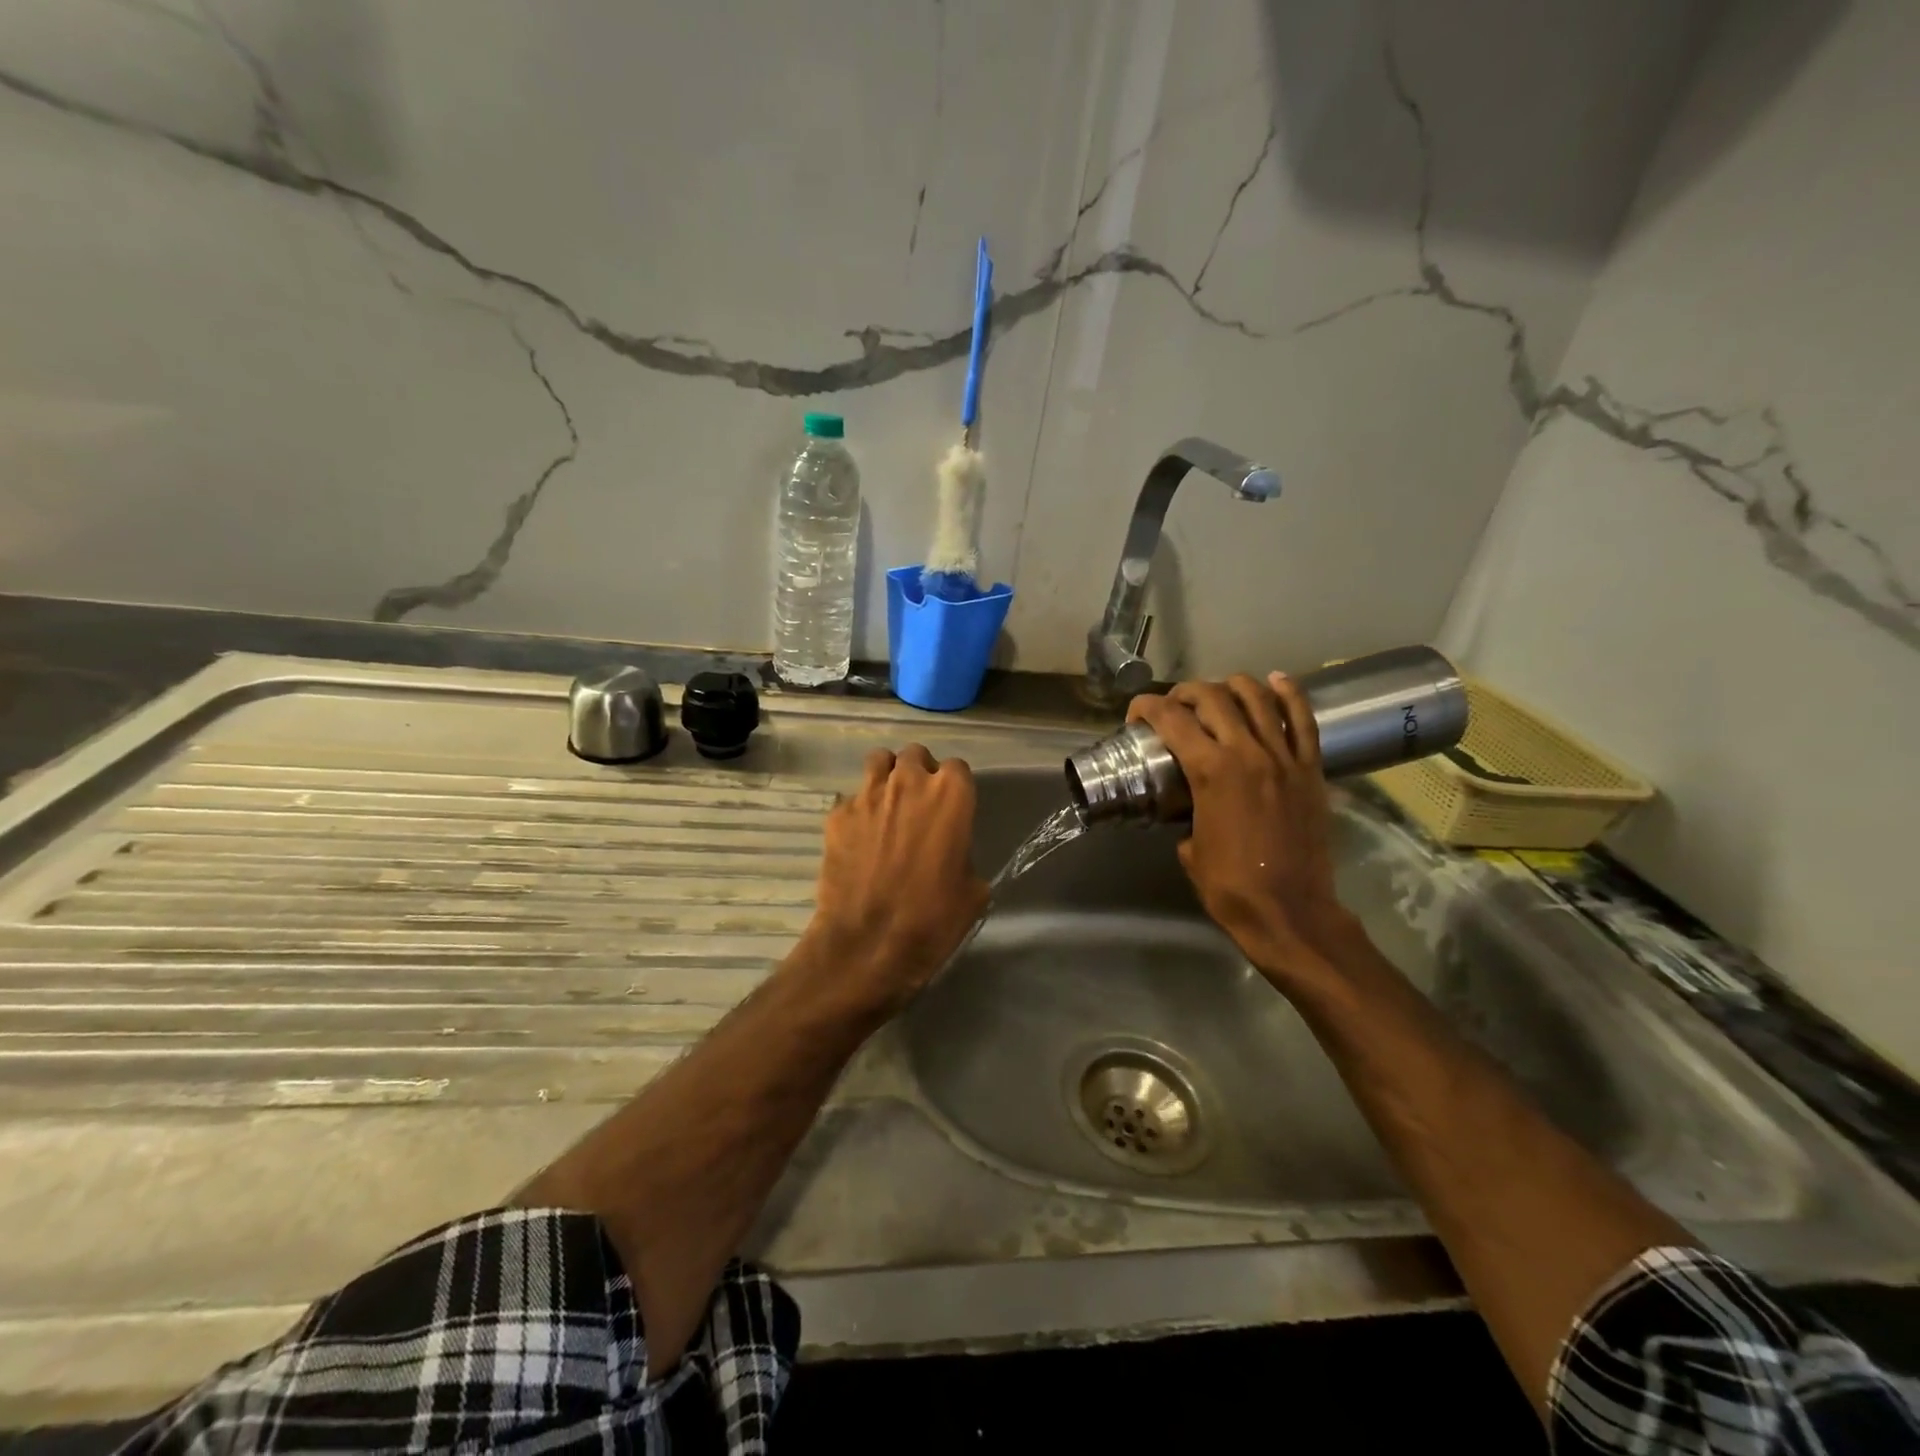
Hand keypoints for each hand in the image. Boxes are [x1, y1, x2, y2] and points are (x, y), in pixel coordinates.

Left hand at [805, 744, 988, 1012]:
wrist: (868, 944)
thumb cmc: (932, 919)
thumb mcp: (972, 892)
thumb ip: (965, 855)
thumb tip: (955, 855)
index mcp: (951, 796)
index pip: (957, 767)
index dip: (955, 786)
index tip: (953, 808)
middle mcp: (909, 783)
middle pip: (915, 755)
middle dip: (919, 772)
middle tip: (920, 802)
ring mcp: (868, 795)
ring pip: (879, 761)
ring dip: (887, 776)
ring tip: (888, 804)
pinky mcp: (837, 815)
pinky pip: (851, 798)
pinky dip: (858, 810)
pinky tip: (860, 837)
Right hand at [1127, 674, 1357, 990]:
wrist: (1291, 912)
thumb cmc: (1230, 887)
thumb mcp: (1189, 848)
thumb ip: (1186, 815)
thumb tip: (1189, 807)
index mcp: (1210, 772)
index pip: (1171, 719)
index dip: (1146, 707)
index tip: (1136, 714)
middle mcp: (1247, 753)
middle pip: (1212, 697)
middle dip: (1185, 693)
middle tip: (1174, 706)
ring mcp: (1284, 757)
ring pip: (1258, 697)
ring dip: (1231, 685)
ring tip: (1218, 693)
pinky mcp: (1311, 769)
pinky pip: (1304, 720)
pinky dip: (1289, 694)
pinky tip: (1276, 681)